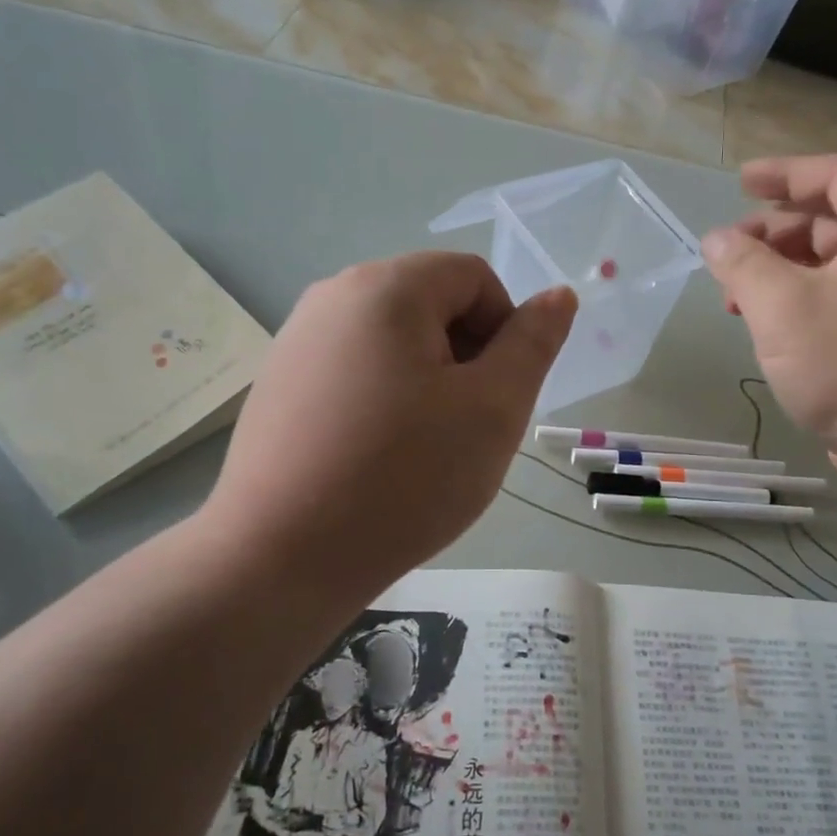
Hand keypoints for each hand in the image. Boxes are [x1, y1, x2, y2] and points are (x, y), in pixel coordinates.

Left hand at [201, 251, 575, 614]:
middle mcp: (333, 295)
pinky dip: (381, 399)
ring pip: (392, 342)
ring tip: (420, 448)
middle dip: (463, 357)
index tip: (496, 397)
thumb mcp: (492, 409)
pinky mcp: (278, 383)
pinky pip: (353, 370)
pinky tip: (374, 457)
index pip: (474, 278)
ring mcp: (296, 339)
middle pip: (430, 305)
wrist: (281, 556)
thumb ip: (532, 344)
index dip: (504, 332)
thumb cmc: (405, 477)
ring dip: (426, 382)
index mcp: (386, 287)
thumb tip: (558, 295)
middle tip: (463, 428)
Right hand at [701, 155, 836, 486]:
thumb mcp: (782, 307)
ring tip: (737, 300)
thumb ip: (742, 263)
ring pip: (836, 265)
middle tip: (727, 257)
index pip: (836, 176)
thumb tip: (717, 239)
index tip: (739, 181)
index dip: (782, 174)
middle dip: (773, 235)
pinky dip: (805, 301)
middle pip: (833, 221)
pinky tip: (772, 328)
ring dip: (782, 273)